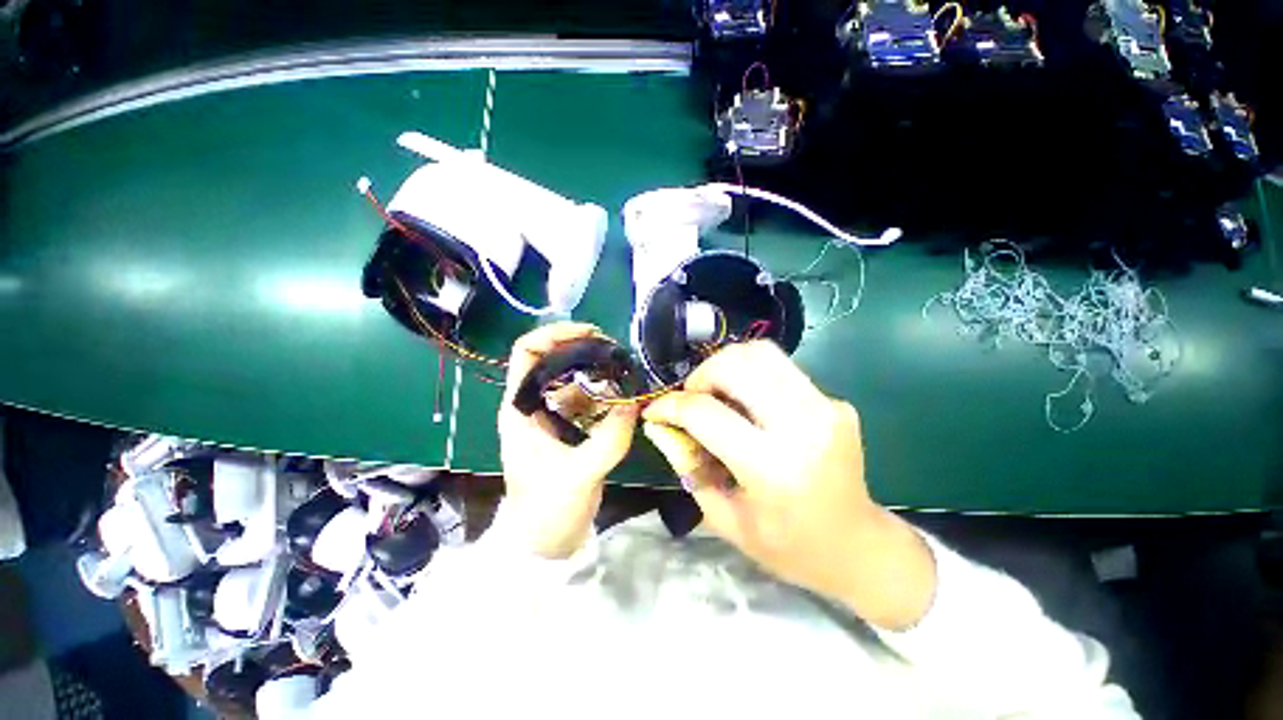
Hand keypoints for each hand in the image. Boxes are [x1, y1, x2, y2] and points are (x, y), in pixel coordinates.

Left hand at [498, 323, 638, 558]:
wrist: (544, 542)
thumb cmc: (546, 510)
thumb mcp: (578, 475)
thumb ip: (608, 439)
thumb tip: (634, 404)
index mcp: (520, 407)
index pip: (527, 352)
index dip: (554, 334)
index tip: (590, 333)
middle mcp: (533, 404)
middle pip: (554, 359)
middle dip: (584, 350)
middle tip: (616, 352)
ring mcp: (552, 415)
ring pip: (574, 378)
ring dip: (598, 372)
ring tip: (625, 372)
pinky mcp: (568, 427)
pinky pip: (588, 399)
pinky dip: (605, 394)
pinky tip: (624, 396)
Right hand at [642, 341, 935, 629]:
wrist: (859, 547)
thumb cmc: (788, 546)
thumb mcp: (725, 518)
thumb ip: (687, 466)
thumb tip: (660, 425)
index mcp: (772, 468)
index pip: (705, 413)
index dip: (670, 405)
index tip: (655, 410)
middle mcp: (802, 426)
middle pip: (737, 364)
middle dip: (701, 374)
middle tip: (691, 398)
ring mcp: (825, 407)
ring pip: (762, 352)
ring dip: (726, 365)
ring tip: (716, 393)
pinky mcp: (835, 401)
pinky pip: (781, 370)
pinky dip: (753, 377)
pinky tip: (748, 404)